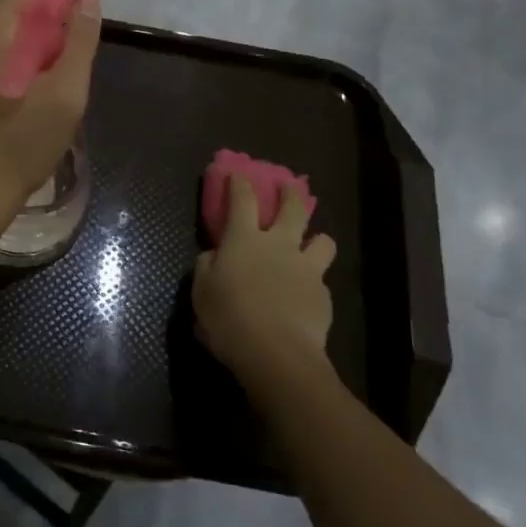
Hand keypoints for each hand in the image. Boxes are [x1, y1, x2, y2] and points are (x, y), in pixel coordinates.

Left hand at [0, 0, 100, 224]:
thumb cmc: (22, 147)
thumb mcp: (66, 95)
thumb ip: (79, 41)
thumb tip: (86, 0)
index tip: (88, 7)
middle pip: (12, 9)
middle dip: (47, 22)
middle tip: (72, 55)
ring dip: (26, 45)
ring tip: (49, 81)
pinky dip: (3, 63)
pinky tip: (18, 96)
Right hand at [193, 174, 337, 383]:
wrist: (277, 354)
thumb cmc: (229, 319)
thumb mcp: (202, 292)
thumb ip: (207, 267)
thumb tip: (214, 256)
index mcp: (244, 240)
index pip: (242, 199)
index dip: (239, 182)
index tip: (238, 172)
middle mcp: (279, 245)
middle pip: (293, 207)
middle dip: (290, 192)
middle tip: (289, 186)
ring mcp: (306, 268)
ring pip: (323, 240)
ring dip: (316, 239)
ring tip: (310, 247)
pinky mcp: (324, 295)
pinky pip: (322, 280)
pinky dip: (314, 282)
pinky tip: (305, 296)